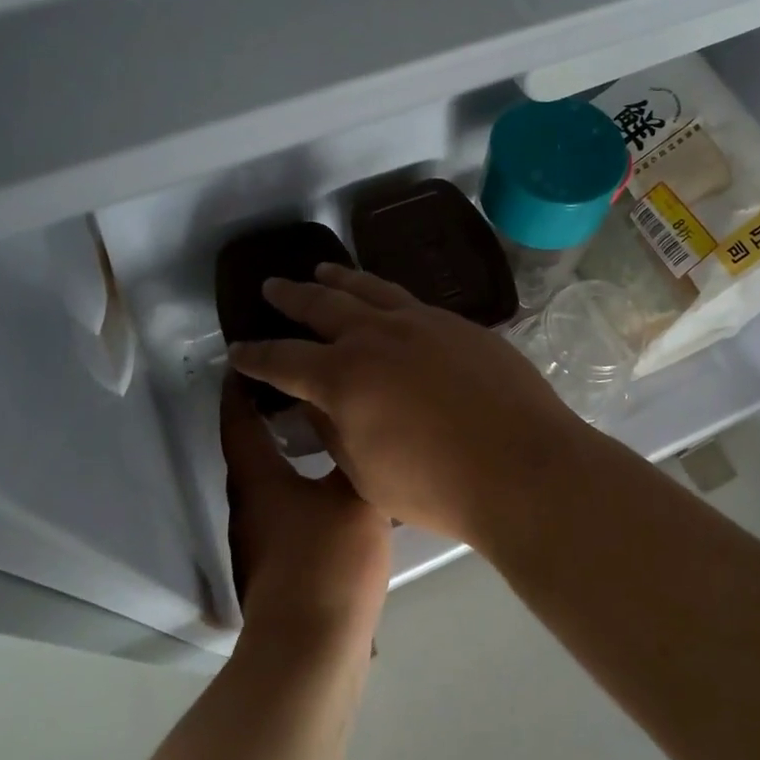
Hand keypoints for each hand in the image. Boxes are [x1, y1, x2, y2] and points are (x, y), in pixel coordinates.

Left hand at [221, 373, 390, 645]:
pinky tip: (336, 486)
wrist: (311, 649)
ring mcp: (260, 538)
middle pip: (251, 446)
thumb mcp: (353, 497)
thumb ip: (354, 456)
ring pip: (270, 479)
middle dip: (270, 413)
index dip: (240, 385)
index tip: (252, 357)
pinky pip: (286, 506)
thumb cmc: (327, 561)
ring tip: (327, 429)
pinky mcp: (277, 563)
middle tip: (308, 385)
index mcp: (256, 478)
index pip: (238, 417)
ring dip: (289, 451)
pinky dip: (302, 484)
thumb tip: (355, 422)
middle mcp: (248, 503)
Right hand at [228, 264, 593, 545]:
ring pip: (370, 290)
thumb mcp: (365, 472)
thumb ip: (333, 429)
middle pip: (322, 305)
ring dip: (340, 279)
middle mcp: (377, 336)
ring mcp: (423, 323)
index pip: (283, 359)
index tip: (237, 350)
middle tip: (272, 287)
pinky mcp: (460, 325)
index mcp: (343, 376)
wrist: (522, 468)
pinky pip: (411, 301)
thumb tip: (316, 403)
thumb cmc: (436, 487)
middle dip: (291, 297)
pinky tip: (388, 302)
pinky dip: (387, 296)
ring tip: (324, 271)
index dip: (255, 356)